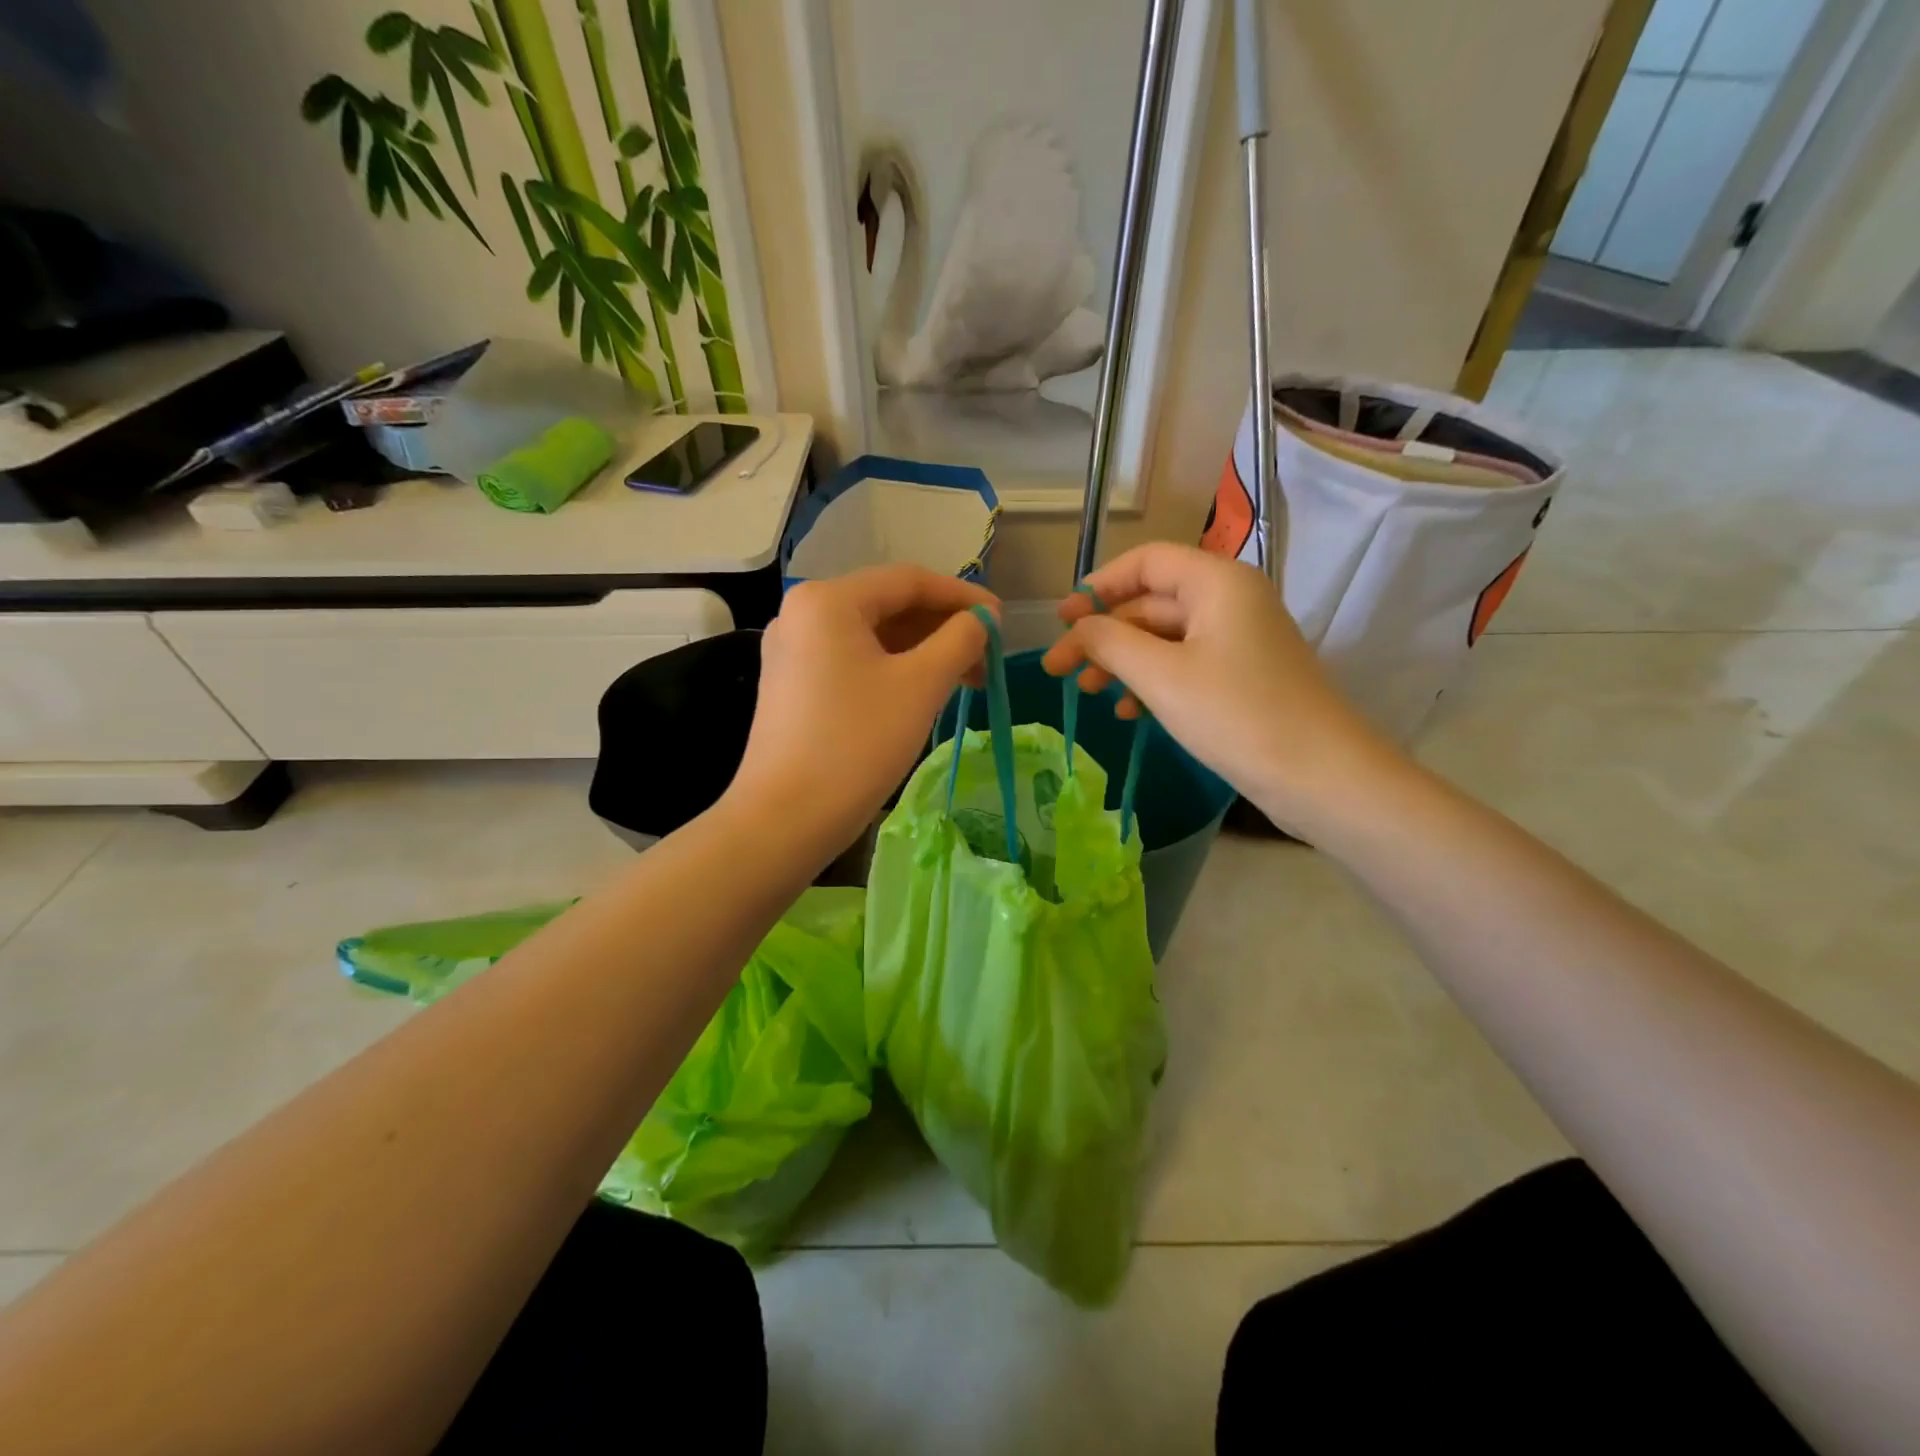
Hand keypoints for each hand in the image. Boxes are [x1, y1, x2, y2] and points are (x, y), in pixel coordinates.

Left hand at [728, 566, 995, 856]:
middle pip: (889, 606)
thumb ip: (960, 640)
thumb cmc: (857, 744)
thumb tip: (983, 620)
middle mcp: (803, 613)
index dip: (963, 596)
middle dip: (943, 628)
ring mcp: (793, 651)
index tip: (1002, 622)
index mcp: (828, 600)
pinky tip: (926, 692)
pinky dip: (894, 670)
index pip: (909, 580)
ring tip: (967, 679)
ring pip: (873, 637)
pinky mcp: (793, 685)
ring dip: (923, 652)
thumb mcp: (920, 686)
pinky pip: (854, 661)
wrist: (786, 819)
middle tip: (988, 658)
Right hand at [1042, 543, 1398, 837]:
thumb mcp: (1161, 676)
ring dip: (1123, 661)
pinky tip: (1129, 712)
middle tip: (1060, 670)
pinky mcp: (1243, 676)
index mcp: (1217, 582)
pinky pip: (1185, 664)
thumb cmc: (1237, 715)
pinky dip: (1152, 681)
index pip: (1146, 561)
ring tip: (1086, 693)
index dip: (1098, 586)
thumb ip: (1110, 643)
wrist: (1321, 777)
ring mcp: (1240, 640)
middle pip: (1151, 602)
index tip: (1061, 620)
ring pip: (1165, 637)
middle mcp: (1231, 600)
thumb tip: (1077, 628)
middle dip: (1103, 634)